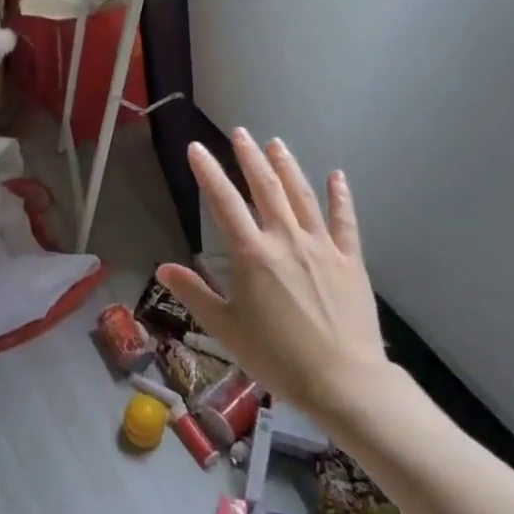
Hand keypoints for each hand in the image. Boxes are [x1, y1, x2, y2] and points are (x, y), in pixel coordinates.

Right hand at [156, 130, 389, 426]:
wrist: (344, 381)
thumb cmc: (277, 357)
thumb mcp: (225, 329)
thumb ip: (194, 293)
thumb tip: (163, 269)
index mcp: (252, 254)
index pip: (224, 202)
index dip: (208, 172)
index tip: (196, 148)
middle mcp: (286, 239)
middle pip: (265, 188)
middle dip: (250, 157)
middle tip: (240, 133)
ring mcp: (322, 246)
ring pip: (302, 196)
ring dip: (287, 166)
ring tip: (276, 143)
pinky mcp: (351, 260)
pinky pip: (345, 221)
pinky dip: (340, 197)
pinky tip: (336, 176)